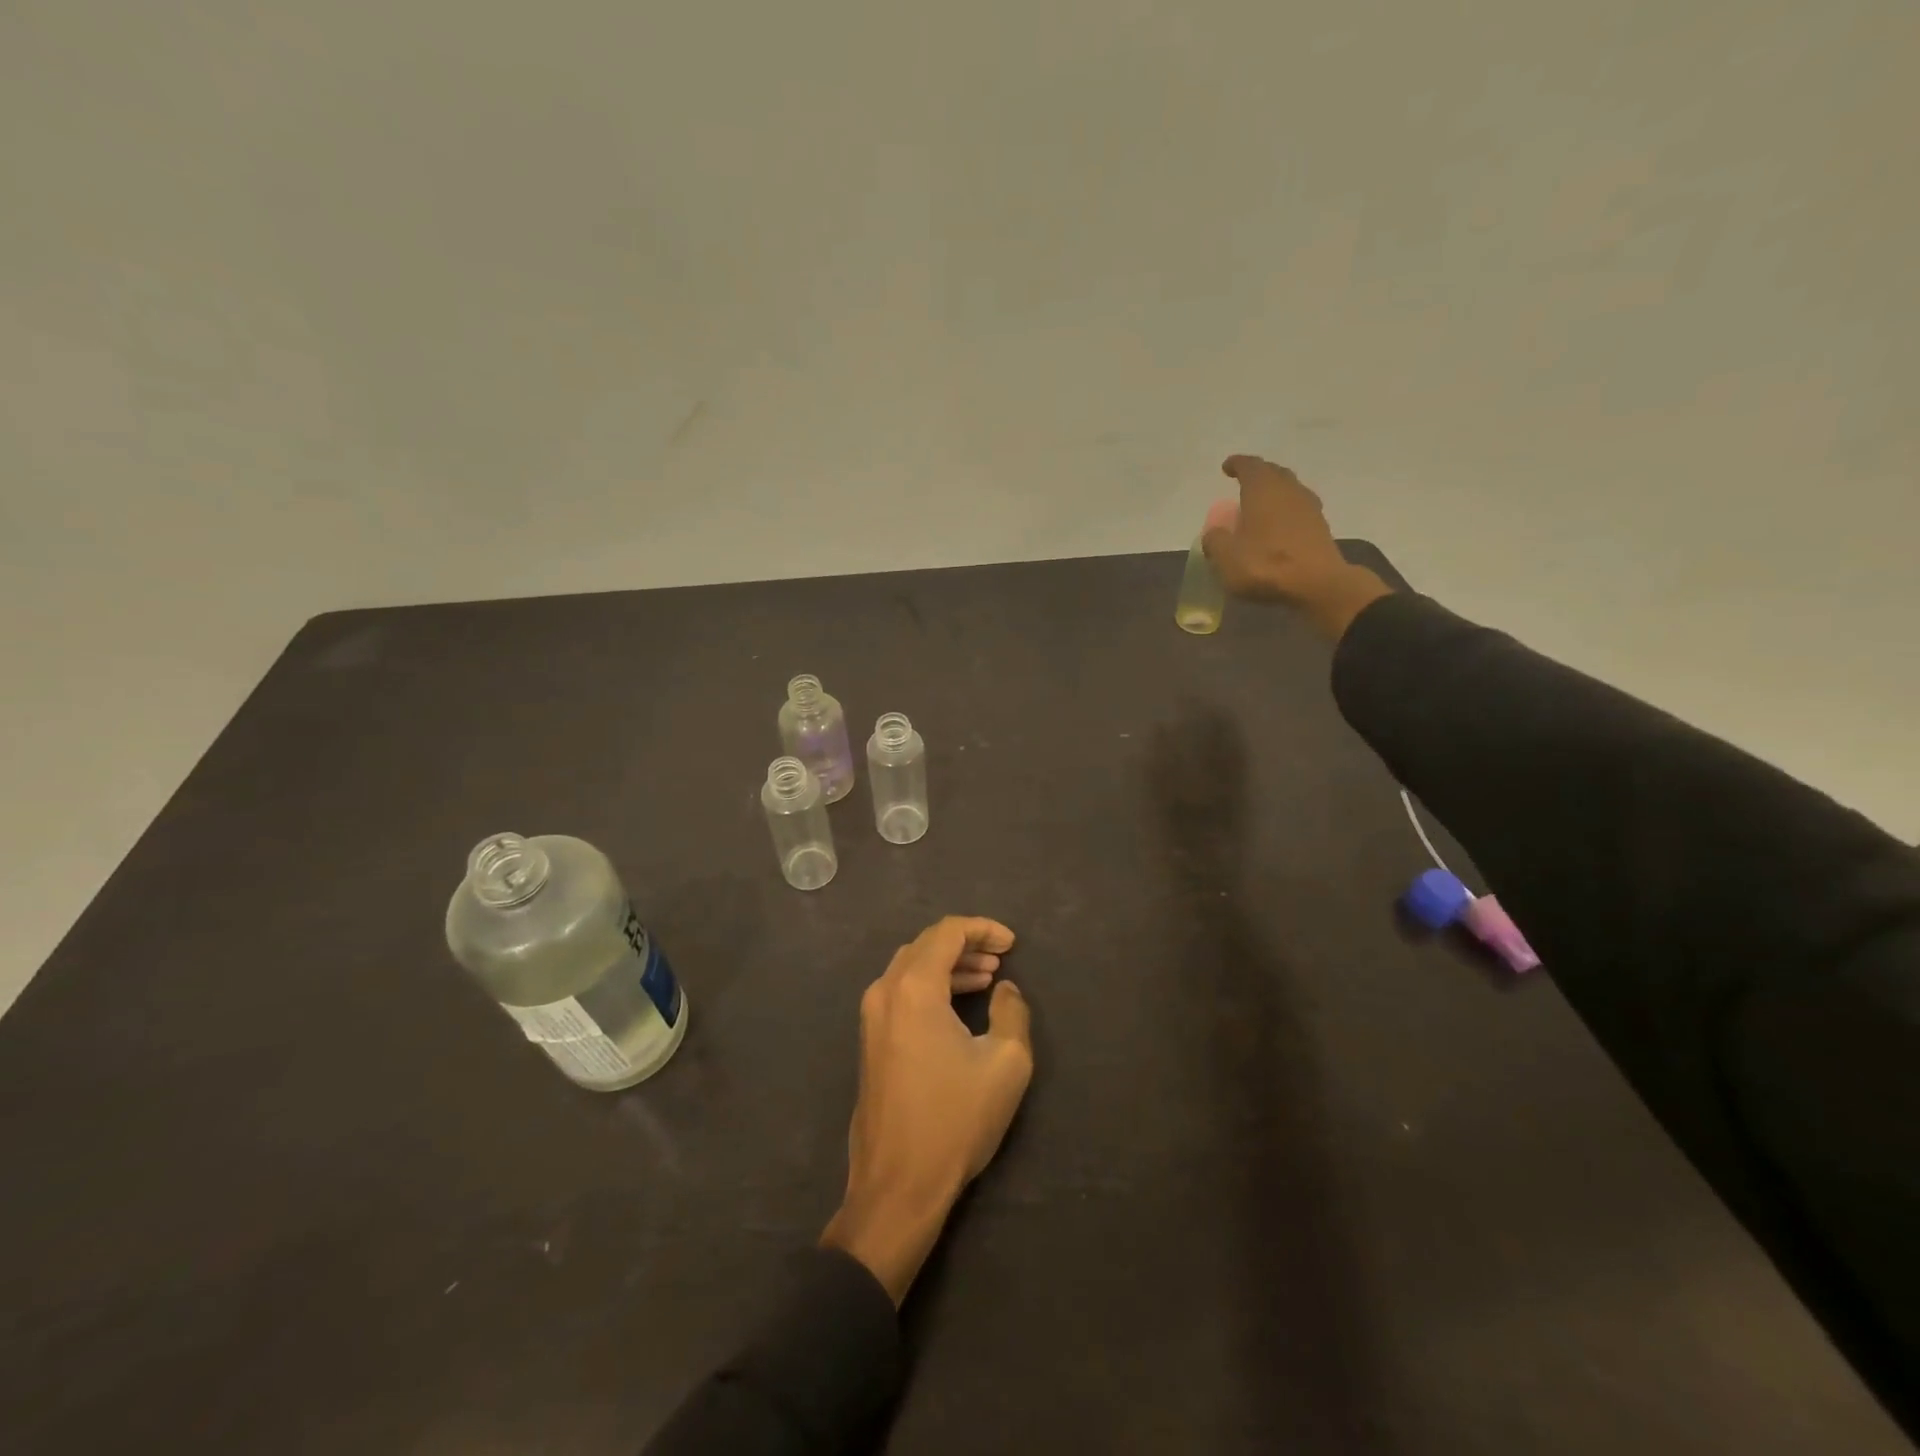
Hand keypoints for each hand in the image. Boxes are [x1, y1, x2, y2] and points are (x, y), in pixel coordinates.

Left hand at [820, 917, 1032, 1304]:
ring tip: (986, 978)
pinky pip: (900, 992)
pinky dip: (930, 987)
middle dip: (965, 945)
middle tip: (1001, 958)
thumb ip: (1012, 1012)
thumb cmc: (955, 1120)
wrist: (897, 1185)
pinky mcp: (869, 1040)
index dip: (982, 929)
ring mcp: (871, 1017)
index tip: (1012, 944)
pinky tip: (957, 1005)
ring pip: (910, 968)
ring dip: (948, 966)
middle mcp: (885, 992)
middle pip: (926, 945)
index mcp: (914, 988)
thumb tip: (1005, 990)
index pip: (947, 933)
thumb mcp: (1006, 1063)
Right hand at [1202, 454, 1392, 640]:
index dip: (1236, 464)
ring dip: (1274, 492)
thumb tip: (1214, 533)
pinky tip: (1277, 525)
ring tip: (1259, 505)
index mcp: (1262, 490)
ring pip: (1288, 489)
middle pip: (1273, 473)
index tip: (1227, 467)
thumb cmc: (1266, 565)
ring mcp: (1308, 507)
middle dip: (1257, 474)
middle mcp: (1288, 490)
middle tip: (1243, 483)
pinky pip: (1298, 509)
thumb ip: (1215, 542)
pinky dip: (1285, 511)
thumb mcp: (1226, 558)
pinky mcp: (1320, 526)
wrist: (1318, 584)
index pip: (1249, 466)